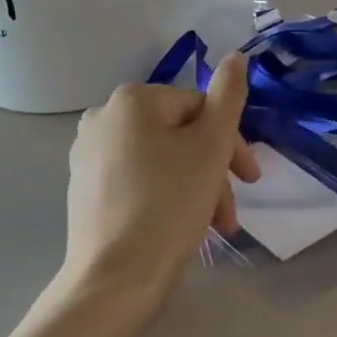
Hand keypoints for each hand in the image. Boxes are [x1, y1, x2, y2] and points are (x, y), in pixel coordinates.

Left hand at [59, 53, 260, 323]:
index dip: (232, 142)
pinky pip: (140, 181)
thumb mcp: (211, 146)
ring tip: (215, 228)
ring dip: (198, 188)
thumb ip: (229, 96)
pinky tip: (183, 228)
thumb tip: (236, 56)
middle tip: (231, 212)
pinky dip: (167, 197)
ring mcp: (89, 155)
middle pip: (181, 135)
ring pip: (163, 161)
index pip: (200, 107)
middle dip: (214, 172)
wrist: (113, 280)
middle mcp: (103, 118)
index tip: (251, 180)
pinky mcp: (85, 189)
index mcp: (132, 100)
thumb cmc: (168, 205)